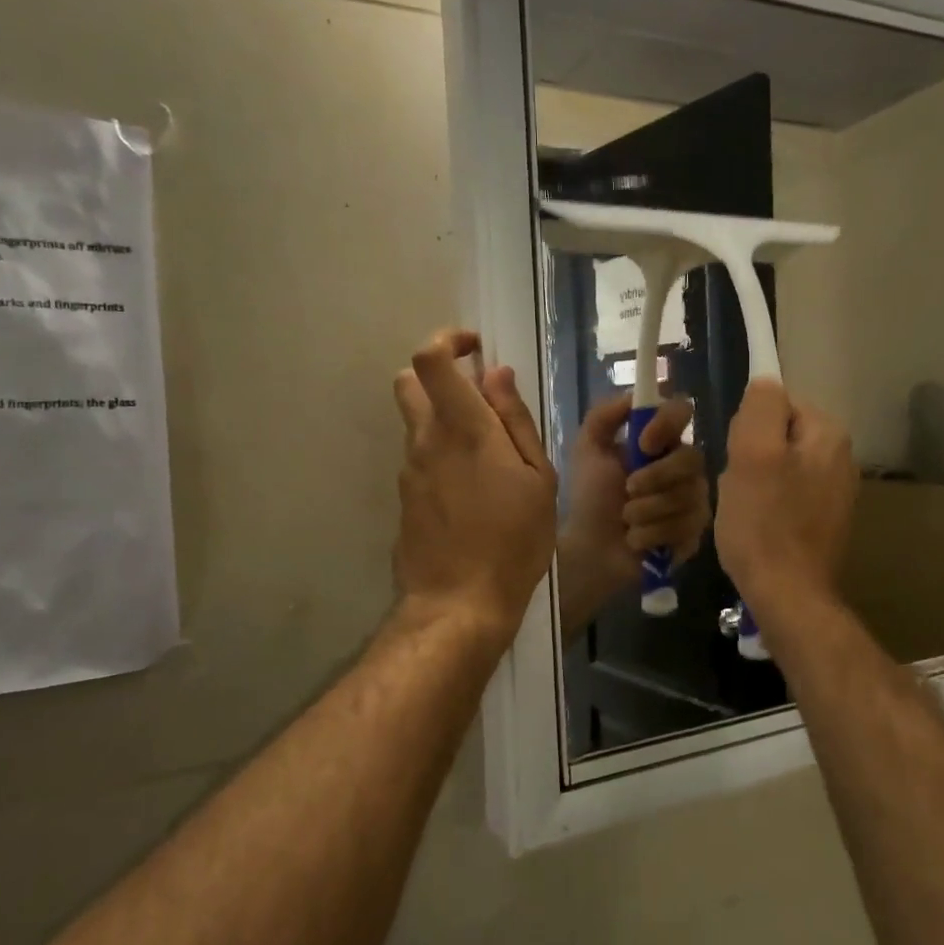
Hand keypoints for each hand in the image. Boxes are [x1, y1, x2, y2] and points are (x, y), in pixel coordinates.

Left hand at [393, 330, 558, 641]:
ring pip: (417, 424)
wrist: (459, 604)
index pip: (430, 359)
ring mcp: (409, 471)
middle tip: (478, 398)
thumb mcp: (538, 479)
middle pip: (409, 382)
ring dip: (445, 423)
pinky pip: (421, 461)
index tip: (476, 348)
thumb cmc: (514, 540)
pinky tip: (473, 495)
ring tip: (489, 462)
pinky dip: (442, 458)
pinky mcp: (404, 499)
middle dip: (438, 376)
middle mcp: (426, 441)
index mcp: (463, 428)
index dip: (448, 340)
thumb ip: (515, 420)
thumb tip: (496, 375)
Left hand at [557, 394, 709, 640]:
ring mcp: (694, 501)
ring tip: (626, 521)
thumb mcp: (587, 450)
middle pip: (693, 459)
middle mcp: (684, 468)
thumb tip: (634, 395)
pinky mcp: (695, 534)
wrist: (588, 548)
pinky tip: (636, 541)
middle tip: (628, 491)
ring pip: (687, 497)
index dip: (667, 424)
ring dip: (647, 511)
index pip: (682, 413)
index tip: (642, 443)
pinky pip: (685, 527)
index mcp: (660, 442)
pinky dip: (652, 535)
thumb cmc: (588, 497)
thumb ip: (604, 416)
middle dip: (656, 477)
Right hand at [714, 378, 856, 619]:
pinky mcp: (825, 520)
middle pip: (778, 434)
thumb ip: (761, 407)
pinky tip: (758, 527)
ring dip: (755, 482)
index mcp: (828, 434)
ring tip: (745, 510)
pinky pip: (786, 495)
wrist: (787, 594)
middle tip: (737, 486)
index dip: (747, 427)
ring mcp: (836, 492)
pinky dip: (768, 505)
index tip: (738, 457)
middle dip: (751, 455)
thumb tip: (765, 383)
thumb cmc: (764, 522)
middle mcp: (841, 457)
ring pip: (778, 466)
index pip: (777, 402)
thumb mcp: (752, 454)